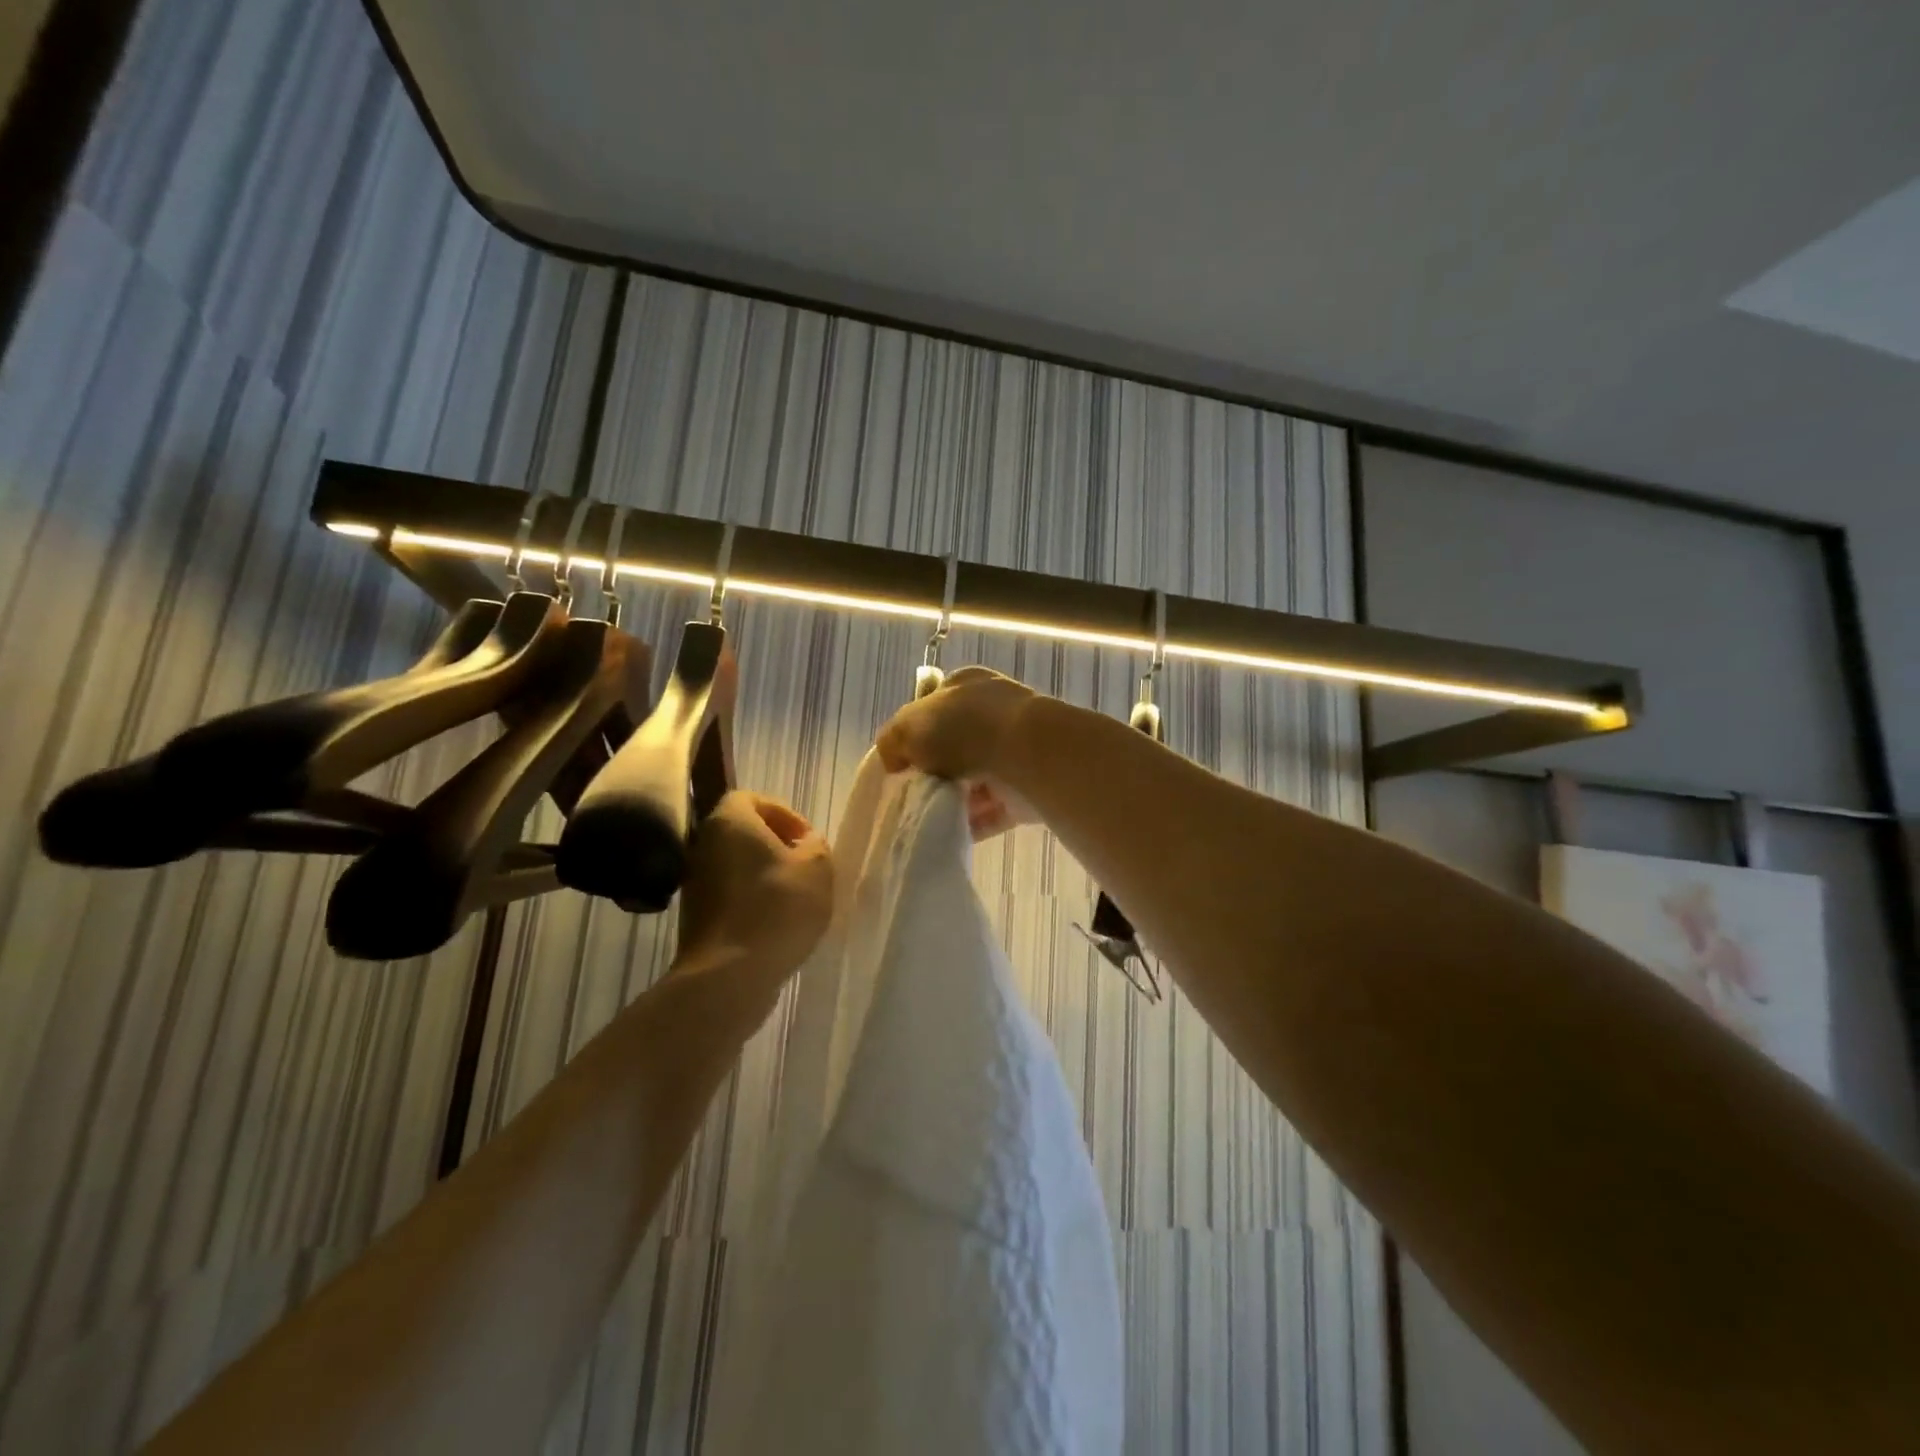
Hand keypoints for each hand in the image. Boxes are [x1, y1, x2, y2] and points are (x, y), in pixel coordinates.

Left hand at [675, 792, 833, 984]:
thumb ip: (815, 845)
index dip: (784, 813)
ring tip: (794, 898)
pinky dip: (751, 902)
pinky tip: (775, 924)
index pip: (752, 798)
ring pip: (735, 866)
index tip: (806, 840)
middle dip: (775, 846)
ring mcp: (694, 884)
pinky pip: (729, 896)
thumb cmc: (777, 908)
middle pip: (742, 833)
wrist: (729, 975)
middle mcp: (703, 846)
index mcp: (729, 822)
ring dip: (764, 876)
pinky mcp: (695, 918)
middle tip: (804, 867)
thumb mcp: (817, 868)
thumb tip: (805, 844)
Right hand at [876, 667, 1041, 838]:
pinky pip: (992, 812)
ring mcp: (1014, 752)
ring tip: (925, 817)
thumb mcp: (909, 725)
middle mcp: (994, 714)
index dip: (914, 733)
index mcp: (967, 686)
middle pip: (955, 746)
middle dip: (934, 770)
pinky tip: (948, 835)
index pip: (935, 706)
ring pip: (974, 781)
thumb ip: (893, 739)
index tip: (899, 762)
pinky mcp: (1027, 790)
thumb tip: (893, 760)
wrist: (1028, 755)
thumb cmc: (964, 729)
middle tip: (910, 792)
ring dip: (952, 800)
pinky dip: (972, 825)